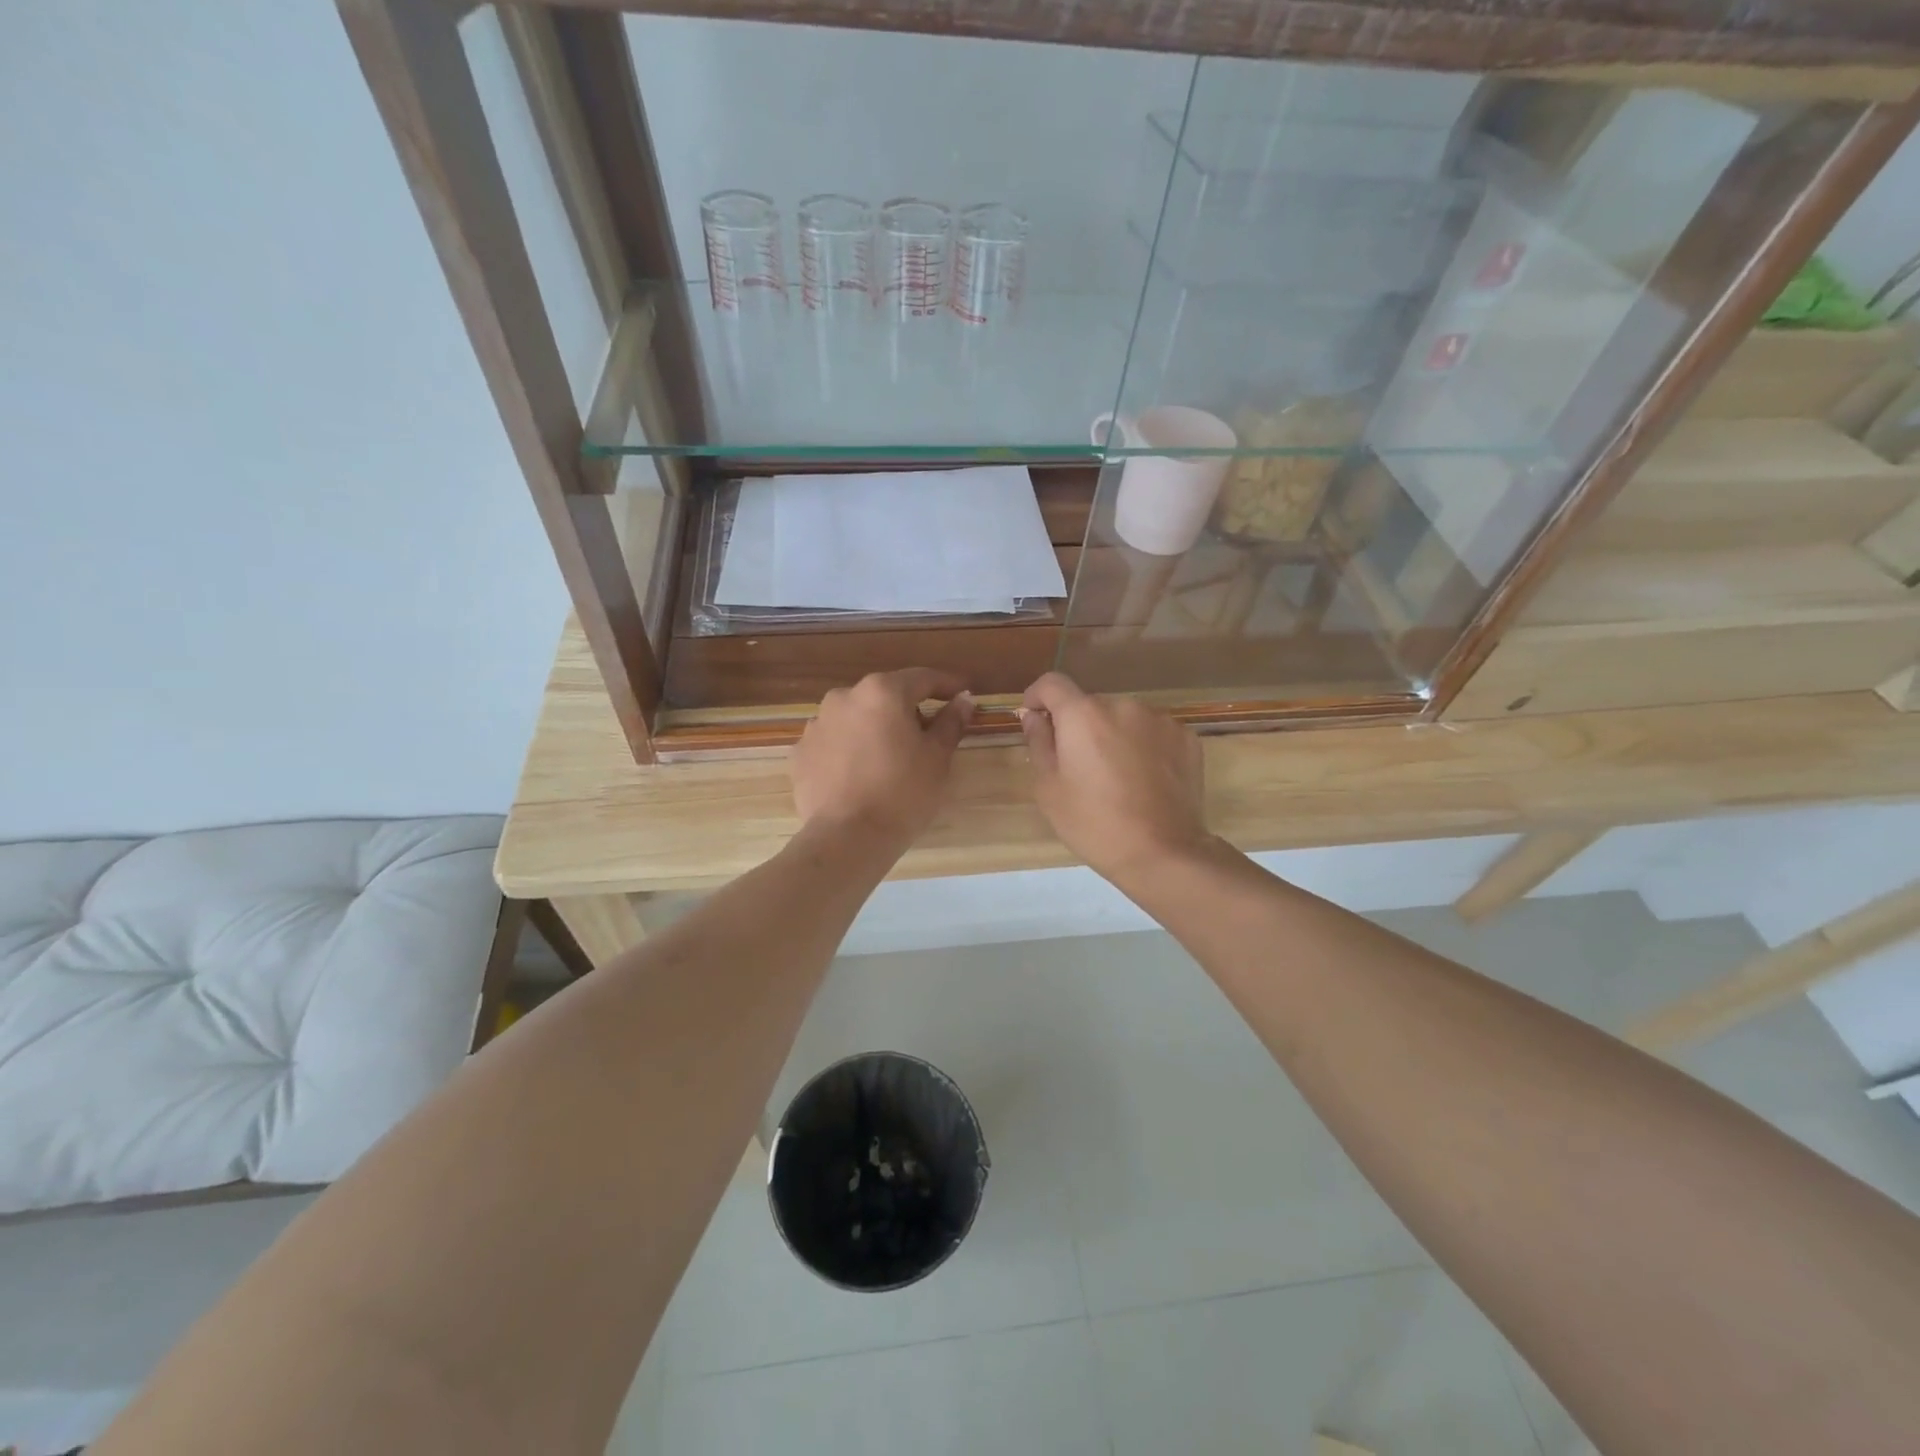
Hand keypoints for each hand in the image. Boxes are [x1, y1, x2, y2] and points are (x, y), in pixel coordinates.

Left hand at [793, 669, 974, 848]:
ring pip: (856, 718)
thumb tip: (963, 699)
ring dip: (875, 729)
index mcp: (882, 692)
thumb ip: (951, 722)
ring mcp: (817, 724)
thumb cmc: (903, 794)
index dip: (947, 685)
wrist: (847, 838)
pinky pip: (834, 742)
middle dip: (907, 710)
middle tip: (927, 736)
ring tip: (889, 760)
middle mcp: (844, 697)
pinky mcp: (801, 753)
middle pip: (885, 696)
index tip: (963, 693)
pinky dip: (850, 750)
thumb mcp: (937, 758)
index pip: (922, 678)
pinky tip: (861, 775)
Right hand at [1021, 672, 1210, 883]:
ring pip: (1124, 718)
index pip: (1052, 684)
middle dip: (1079, 726)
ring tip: (1116, 776)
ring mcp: (1160, 719)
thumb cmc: (1093, 823)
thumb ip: (1039, 743)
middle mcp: (1122, 705)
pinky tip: (1145, 780)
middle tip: (1078, 766)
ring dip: (1113, 735)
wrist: (1162, 852)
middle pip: (1090, 705)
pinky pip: (1153, 732)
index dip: (1037, 696)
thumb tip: (1034, 716)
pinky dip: (1143, 746)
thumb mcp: (1049, 788)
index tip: (1035, 718)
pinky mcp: (1186, 737)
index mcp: (1083, 715)